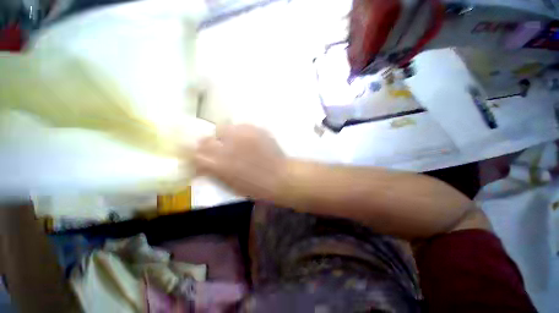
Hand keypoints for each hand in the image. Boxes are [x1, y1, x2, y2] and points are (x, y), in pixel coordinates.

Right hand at [194, 125, 287, 200]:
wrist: (280, 176)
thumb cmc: (255, 187)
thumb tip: (202, 164)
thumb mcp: (229, 184)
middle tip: (218, 150)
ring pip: (222, 129)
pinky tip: (248, 142)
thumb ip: (213, 172)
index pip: (194, 153)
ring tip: (236, 145)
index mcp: (218, 164)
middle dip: (208, 145)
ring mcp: (241, 134)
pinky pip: (240, 127)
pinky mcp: (254, 128)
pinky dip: (239, 134)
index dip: (195, 155)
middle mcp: (226, 145)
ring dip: (225, 137)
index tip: (200, 158)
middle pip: (205, 139)